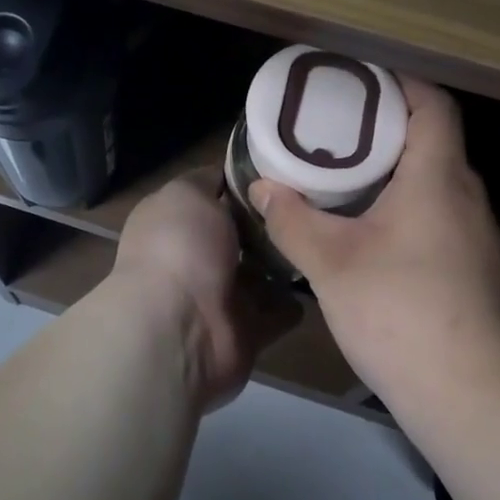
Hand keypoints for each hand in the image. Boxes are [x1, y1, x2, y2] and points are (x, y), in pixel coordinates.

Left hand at [112, 168, 300, 412]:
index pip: (215, 194)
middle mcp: (195, 256)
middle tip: (316, 201)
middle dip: (271, 221)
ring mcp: (219, 296)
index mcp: (175, 221)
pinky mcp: (245, 331)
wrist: (178, 330)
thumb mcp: (188, 193)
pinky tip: (321, 276)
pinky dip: (294, 302)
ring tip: (323, 235)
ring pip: (260, 272)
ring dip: (285, 259)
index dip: (246, 182)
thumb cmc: (180, 248)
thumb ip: (209, 180)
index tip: (286, 169)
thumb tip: (228, 173)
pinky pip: (276, 312)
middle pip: (241, 233)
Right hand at [248, 77, 499, 408]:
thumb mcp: (330, 262)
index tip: (361, 80)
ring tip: (348, 175)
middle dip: (387, 127)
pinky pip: (441, 214)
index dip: (401, 82)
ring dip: (397, 170)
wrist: (473, 397)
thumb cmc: (400, 311)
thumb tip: (263, 188)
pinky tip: (374, 232)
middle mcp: (468, 195)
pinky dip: (409, 205)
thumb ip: (291, 219)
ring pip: (437, 181)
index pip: (433, 104)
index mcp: (438, 176)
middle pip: (434, 139)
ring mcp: (479, 235)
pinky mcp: (478, 269)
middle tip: (338, 128)